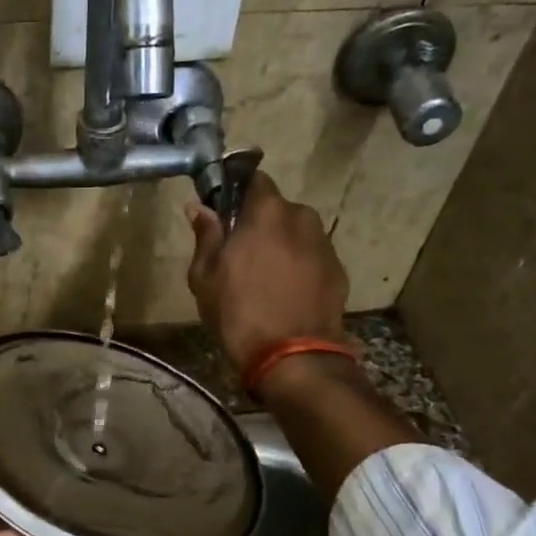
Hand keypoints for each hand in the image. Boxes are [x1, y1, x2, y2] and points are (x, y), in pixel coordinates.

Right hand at [185, 170, 348, 373]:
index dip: (238, 192)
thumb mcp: (205, 276)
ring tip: (264, 279)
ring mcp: (324, 244)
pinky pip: (311, 257)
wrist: (293, 356)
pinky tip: (285, 294)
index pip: (254, 179)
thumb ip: (206, 236)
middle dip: (260, 224)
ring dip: (281, 246)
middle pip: (276, 210)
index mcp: (268, 211)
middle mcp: (302, 217)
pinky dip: (298, 267)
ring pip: (296, 234)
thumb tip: (198, 207)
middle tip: (240, 254)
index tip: (225, 214)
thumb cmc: (239, 312)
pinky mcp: (338, 270)